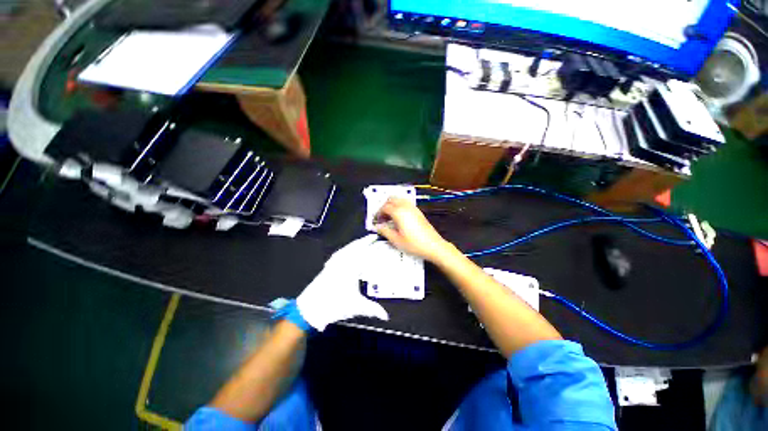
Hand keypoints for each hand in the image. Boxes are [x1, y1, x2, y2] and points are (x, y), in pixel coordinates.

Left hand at [296, 235, 388, 330]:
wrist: (310, 309)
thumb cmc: (334, 305)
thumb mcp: (356, 307)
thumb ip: (372, 309)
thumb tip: (386, 316)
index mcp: (350, 268)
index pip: (362, 251)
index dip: (369, 243)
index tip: (376, 238)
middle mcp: (342, 262)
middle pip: (354, 247)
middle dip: (363, 241)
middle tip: (371, 237)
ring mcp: (333, 263)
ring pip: (345, 249)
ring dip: (354, 244)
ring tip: (362, 242)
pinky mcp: (327, 267)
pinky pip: (339, 253)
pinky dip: (345, 249)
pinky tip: (346, 252)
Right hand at [375, 197, 455, 262]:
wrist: (433, 246)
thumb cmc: (415, 244)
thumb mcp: (396, 240)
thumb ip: (385, 231)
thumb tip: (378, 227)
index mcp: (399, 212)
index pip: (384, 207)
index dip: (378, 213)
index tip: (376, 220)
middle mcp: (406, 207)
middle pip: (391, 199)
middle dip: (384, 206)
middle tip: (381, 216)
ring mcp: (413, 208)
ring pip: (399, 199)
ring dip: (392, 205)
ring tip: (389, 216)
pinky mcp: (418, 212)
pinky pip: (406, 203)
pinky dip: (399, 206)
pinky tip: (399, 218)